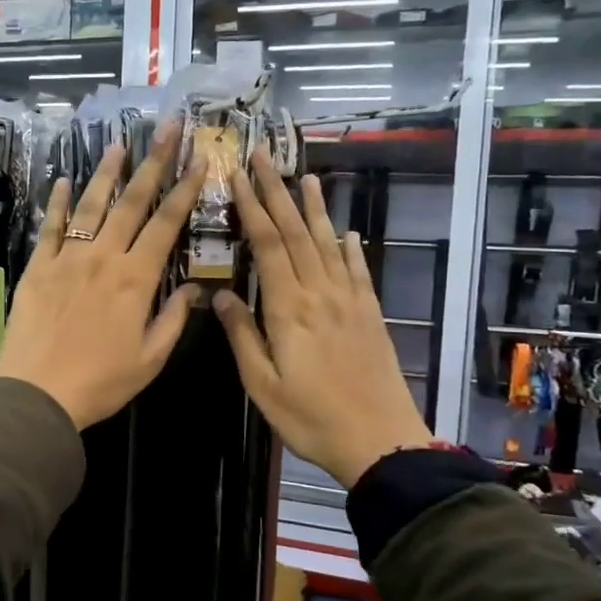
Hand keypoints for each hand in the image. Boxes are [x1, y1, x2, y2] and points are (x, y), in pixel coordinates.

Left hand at [0, 122, 205, 429]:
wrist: (37, 393)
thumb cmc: (100, 382)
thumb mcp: (150, 359)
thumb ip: (172, 319)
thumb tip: (192, 289)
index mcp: (135, 279)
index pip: (165, 224)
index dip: (185, 189)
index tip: (199, 159)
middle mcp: (103, 257)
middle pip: (132, 202)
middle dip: (153, 162)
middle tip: (167, 128)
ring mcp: (67, 258)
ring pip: (90, 205)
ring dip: (106, 173)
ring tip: (119, 143)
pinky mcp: (37, 267)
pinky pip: (49, 227)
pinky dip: (56, 203)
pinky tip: (61, 182)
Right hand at [213, 149, 432, 487]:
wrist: (380, 441)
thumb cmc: (310, 418)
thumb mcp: (262, 384)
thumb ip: (242, 335)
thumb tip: (220, 295)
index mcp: (289, 308)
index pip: (268, 245)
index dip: (252, 208)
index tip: (237, 177)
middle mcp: (320, 293)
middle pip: (297, 233)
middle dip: (278, 193)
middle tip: (263, 159)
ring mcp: (349, 301)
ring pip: (327, 243)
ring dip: (315, 208)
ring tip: (306, 176)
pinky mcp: (369, 314)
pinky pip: (357, 270)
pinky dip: (349, 246)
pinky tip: (345, 231)